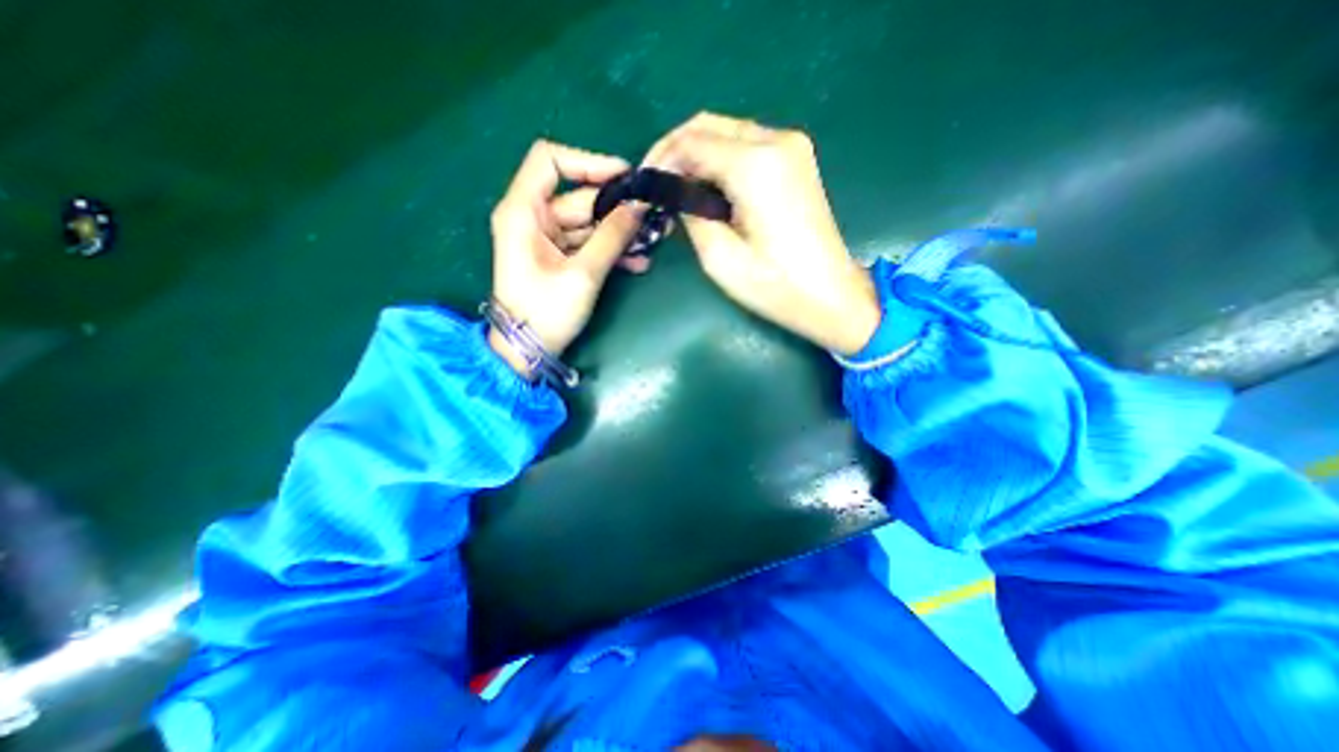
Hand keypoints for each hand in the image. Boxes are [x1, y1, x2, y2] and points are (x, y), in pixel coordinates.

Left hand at [492, 139, 646, 376]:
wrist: (528, 351)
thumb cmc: (546, 313)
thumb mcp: (583, 274)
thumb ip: (612, 237)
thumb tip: (639, 206)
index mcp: (523, 212)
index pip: (550, 161)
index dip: (588, 162)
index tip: (625, 177)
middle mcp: (532, 218)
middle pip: (578, 197)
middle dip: (617, 208)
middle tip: (652, 217)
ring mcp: (546, 239)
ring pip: (588, 224)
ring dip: (619, 233)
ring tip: (651, 242)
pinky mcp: (558, 258)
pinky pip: (588, 244)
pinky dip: (610, 250)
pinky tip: (638, 262)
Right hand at [647, 113, 885, 359]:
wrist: (831, 296)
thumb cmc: (775, 286)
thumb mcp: (719, 258)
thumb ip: (690, 214)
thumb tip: (676, 191)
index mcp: (755, 165)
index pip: (691, 141)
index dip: (661, 159)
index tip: (644, 186)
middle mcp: (776, 141)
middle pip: (709, 125)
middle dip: (675, 151)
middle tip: (657, 186)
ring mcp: (792, 147)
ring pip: (727, 132)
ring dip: (697, 156)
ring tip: (678, 193)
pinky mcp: (797, 160)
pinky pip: (746, 146)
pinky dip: (720, 161)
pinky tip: (708, 190)